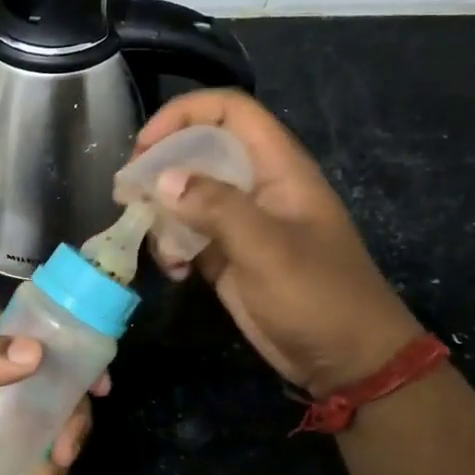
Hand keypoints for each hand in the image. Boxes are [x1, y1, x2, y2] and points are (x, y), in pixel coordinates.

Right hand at [130, 90, 422, 391]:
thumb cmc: (318, 297)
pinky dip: (172, 247)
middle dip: (161, 165)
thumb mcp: (268, 249)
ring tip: (145, 234)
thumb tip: (162, 179)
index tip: (145, 145)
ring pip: (187, 194)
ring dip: (161, 211)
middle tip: (128, 191)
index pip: (230, 112)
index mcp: (278, 168)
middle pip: (199, 149)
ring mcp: (240, 222)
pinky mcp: (227, 256)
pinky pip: (187, 236)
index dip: (185, 114)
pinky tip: (175, 271)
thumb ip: (217, 208)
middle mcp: (256, 186)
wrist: (346, 362)